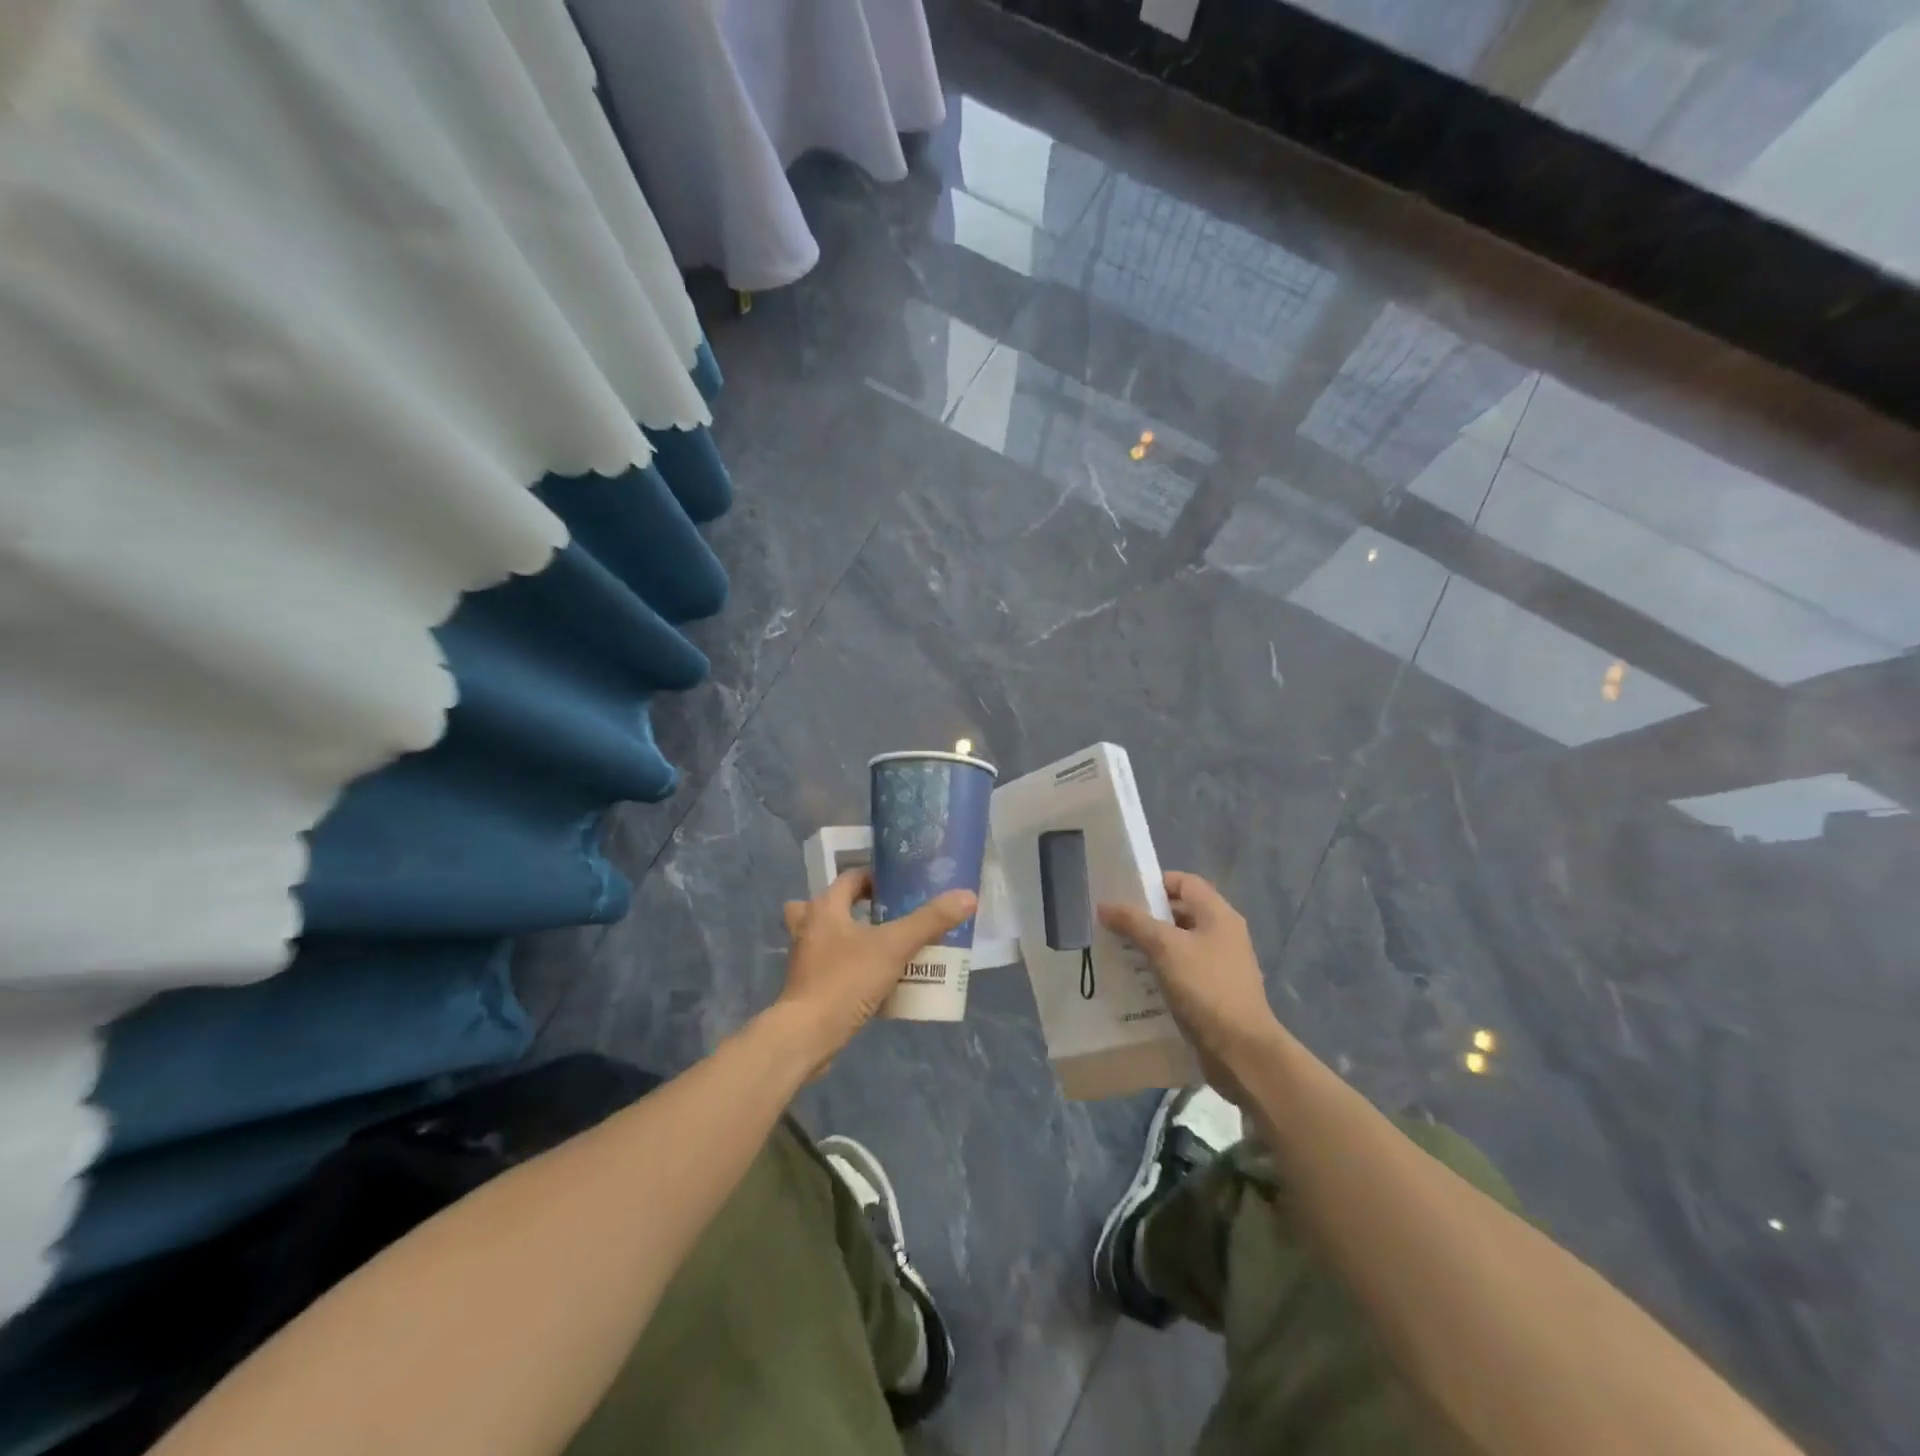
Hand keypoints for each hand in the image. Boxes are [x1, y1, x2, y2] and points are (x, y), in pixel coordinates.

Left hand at [775, 869, 975, 1071]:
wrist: (808, 1035)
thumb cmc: (846, 980)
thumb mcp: (894, 946)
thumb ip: (930, 921)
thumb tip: (967, 896)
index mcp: (825, 907)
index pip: (850, 878)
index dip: (874, 877)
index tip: (901, 886)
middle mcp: (808, 926)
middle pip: (829, 905)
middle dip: (854, 906)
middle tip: (886, 914)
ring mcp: (804, 958)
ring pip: (825, 935)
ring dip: (848, 935)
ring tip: (880, 943)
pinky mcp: (808, 986)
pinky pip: (829, 964)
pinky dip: (847, 965)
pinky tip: (873, 977)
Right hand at [1098, 871, 1282, 1099]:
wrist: (1241, 1051)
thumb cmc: (1205, 988)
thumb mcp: (1165, 948)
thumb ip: (1134, 922)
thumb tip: (1104, 905)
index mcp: (1218, 915)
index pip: (1185, 882)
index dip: (1155, 883)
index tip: (1124, 894)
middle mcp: (1223, 934)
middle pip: (1181, 912)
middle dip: (1147, 916)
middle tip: (1115, 924)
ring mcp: (1221, 965)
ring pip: (1180, 944)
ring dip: (1151, 946)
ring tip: (1119, 952)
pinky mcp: (1215, 992)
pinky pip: (1183, 971)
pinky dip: (1161, 971)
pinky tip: (1138, 981)